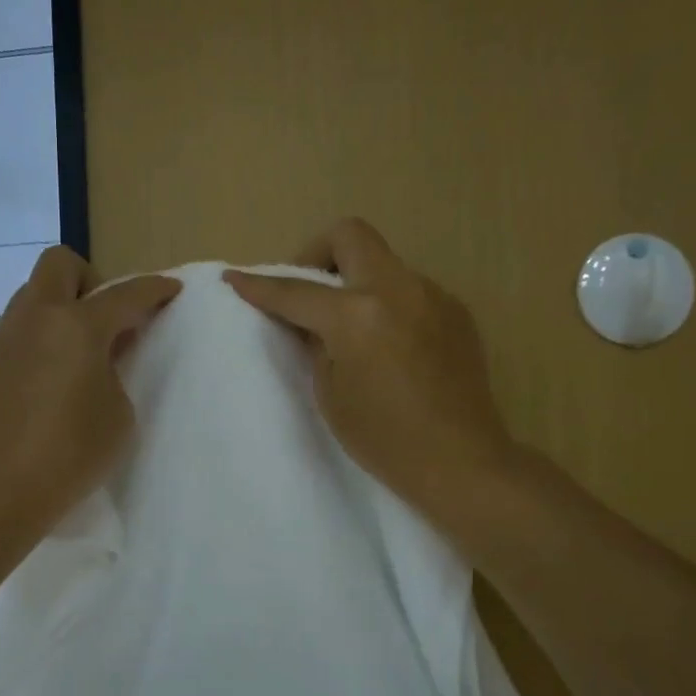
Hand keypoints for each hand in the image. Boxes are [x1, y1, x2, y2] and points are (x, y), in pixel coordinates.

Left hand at [0, 245, 179, 535]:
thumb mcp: (118, 412)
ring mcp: (0, 339)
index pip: (125, 294)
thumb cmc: (73, 453)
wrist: (2, 488)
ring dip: (56, 312)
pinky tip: (39, 385)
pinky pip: (12, 335)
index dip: (153, 289)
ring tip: (70, 357)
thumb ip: (115, 369)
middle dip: (89, 279)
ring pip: (30, 298)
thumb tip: (100, 354)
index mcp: (77, 326)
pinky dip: (33, 344)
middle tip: (103, 320)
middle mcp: (34, 319)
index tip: (170, 290)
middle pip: (59, 264)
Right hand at [225, 219, 515, 528]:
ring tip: (350, 327)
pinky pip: (410, 289)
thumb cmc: (384, 439)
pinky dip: (387, 302)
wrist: (460, 461)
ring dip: (356, 280)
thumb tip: (312, 323)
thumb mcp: (331, 394)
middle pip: (351, 235)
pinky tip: (388, 344)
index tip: (235, 278)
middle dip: (317, 253)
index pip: (297, 291)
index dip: (260, 286)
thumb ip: (315, 345)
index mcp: (357, 316)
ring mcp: (433, 296)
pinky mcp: (456, 312)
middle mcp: (398, 290)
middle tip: (307, 291)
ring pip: (384, 262)